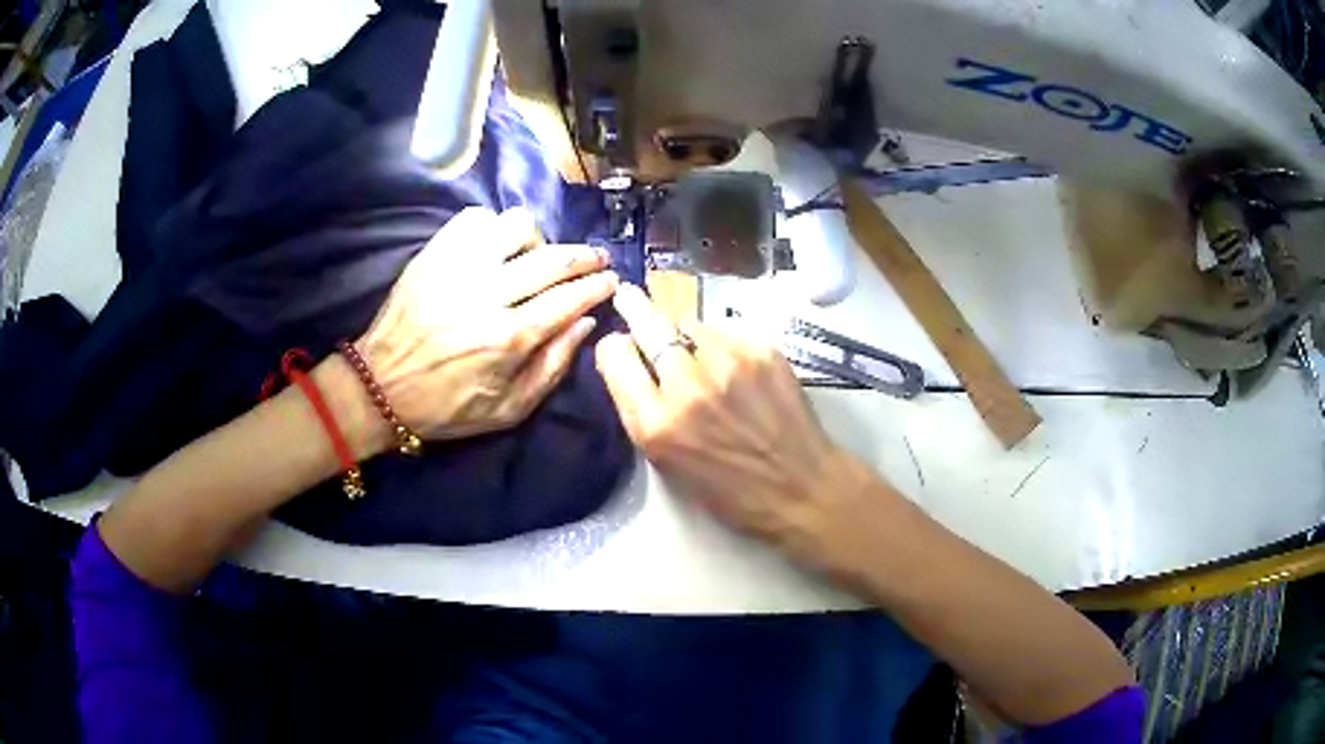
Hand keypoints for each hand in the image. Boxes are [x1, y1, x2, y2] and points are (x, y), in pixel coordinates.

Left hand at [355, 206, 617, 441]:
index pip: (569, 299)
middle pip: (552, 258)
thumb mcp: (508, 409)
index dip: (597, 286)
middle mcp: (486, 295)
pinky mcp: (433, 254)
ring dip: (538, 239)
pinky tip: (496, 246)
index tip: (611, 280)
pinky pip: (475, 219)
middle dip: (585, 256)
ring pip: (516, 227)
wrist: (379, 387)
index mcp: (507, 338)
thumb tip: (586, 322)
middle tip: (596, 259)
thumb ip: (552, 367)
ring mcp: (456, 267)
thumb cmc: (446, 407)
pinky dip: (494, 227)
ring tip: (536, 256)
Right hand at [594, 284, 876, 565]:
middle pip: (648, 324)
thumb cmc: (731, 491)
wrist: (802, 487)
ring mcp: (729, 363)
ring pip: (690, 324)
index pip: (615, 357)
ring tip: (700, 356)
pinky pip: (727, 333)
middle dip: (635, 309)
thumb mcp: (668, 463)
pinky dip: (723, 344)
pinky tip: (734, 368)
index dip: (614, 349)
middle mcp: (688, 386)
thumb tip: (632, 367)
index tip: (621, 347)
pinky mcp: (762, 351)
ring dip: (686, 336)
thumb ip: (643, 413)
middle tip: (629, 296)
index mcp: (657, 425)